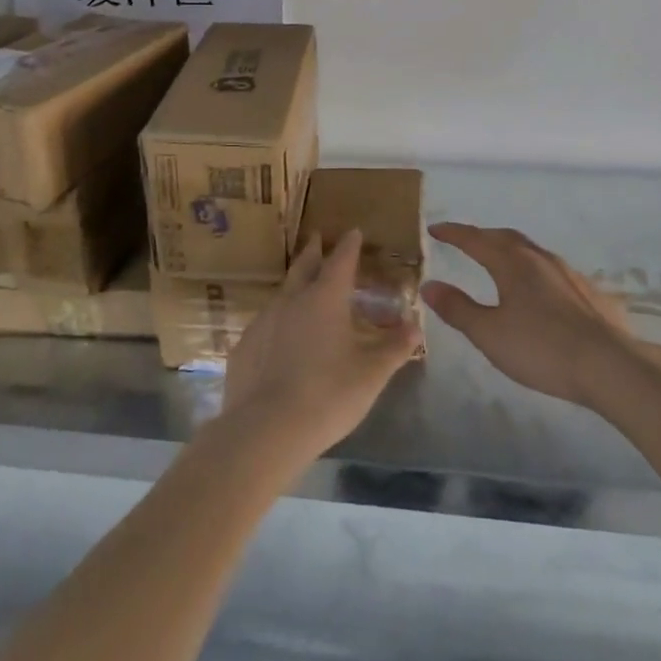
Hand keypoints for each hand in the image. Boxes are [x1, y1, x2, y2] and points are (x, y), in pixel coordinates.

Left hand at [221, 231, 420, 461]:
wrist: (265, 429)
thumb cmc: (328, 395)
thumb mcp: (371, 374)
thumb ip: (394, 347)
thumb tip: (415, 326)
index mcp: (326, 298)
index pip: (341, 260)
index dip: (349, 245)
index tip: (353, 231)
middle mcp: (292, 299)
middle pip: (304, 266)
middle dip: (314, 250)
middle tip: (317, 237)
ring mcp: (264, 320)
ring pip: (282, 293)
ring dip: (295, 285)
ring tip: (303, 288)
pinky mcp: (245, 345)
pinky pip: (266, 323)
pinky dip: (278, 320)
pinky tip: (281, 337)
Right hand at [424, 223, 637, 408]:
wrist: (611, 365)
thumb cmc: (542, 349)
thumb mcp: (489, 334)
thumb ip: (458, 308)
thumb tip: (430, 284)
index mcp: (512, 264)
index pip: (475, 239)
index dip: (453, 233)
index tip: (435, 228)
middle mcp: (540, 259)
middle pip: (506, 238)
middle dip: (482, 236)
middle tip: (466, 241)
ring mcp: (569, 273)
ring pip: (532, 251)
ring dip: (510, 250)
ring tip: (500, 262)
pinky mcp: (590, 292)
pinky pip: (553, 271)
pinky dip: (535, 270)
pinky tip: (540, 291)